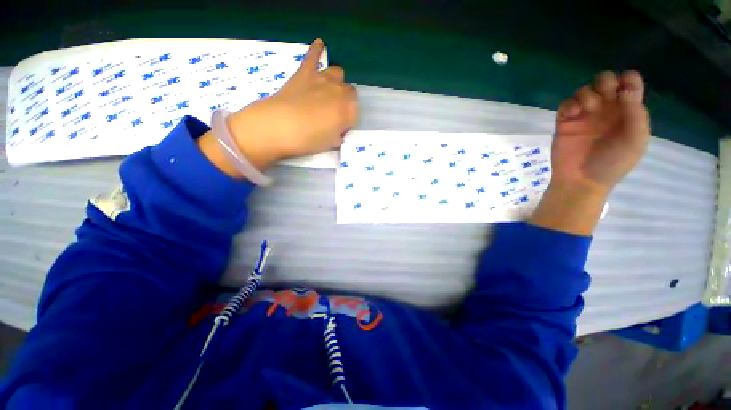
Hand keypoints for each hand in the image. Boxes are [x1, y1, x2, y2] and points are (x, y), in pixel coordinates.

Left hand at [226, 39, 358, 170]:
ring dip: (336, 81)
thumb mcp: (329, 144)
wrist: (280, 126)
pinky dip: (317, 50)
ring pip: (337, 73)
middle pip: (350, 92)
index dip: (348, 121)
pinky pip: (313, 56)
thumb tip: (336, 133)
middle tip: (333, 113)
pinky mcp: (305, 72)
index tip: (339, 129)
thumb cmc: (308, 140)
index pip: (355, 113)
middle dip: (345, 101)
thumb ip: (337, 136)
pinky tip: (319, 43)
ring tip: (328, 90)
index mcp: (349, 111)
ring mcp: (322, 78)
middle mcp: (340, 91)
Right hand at [530, 71, 650, 235]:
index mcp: (627, 111)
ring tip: (587, 110)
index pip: (630, 83)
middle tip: (603, 100)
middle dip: (605, 83)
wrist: (582, 180)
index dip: (628, 80)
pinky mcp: (565, 122)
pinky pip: (566, 103)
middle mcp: (607, 109)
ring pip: (585, 89)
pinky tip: (572, 114)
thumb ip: (635, 113)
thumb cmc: (613, 162)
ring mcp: (585, 116)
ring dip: (587, 95)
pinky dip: (569, 104)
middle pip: (606, 81)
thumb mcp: (634, 140)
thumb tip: (624, 89)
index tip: (623, 91)